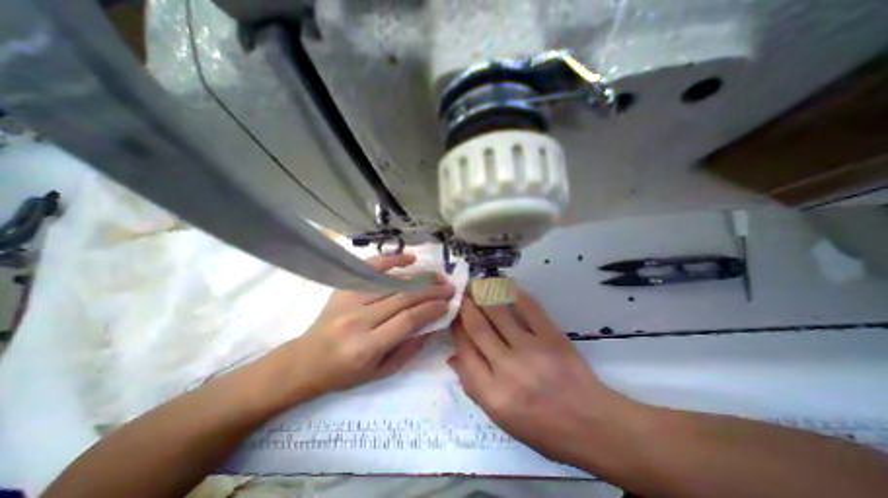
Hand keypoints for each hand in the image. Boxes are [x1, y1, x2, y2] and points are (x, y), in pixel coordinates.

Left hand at [275, 255, 453, 401]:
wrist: (305, 361)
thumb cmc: (345, 373)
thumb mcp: (381, 373)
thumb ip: (409, 350)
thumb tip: (431, 325)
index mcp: (367, 347)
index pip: (408, 320)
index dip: (431, 308)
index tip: (448, 303)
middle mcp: (358, 320)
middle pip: (403, 297)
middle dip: (431, 290)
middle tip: (449, 287)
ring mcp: (348, 300)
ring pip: (391, 282)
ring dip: (418, 277)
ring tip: (437, 276)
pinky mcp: (343, 288)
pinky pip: (370, 268)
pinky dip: (391, 260)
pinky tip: (409, 259)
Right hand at [452, 289, 631, 465]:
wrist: (592, 425)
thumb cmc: (543, 428)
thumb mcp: (501, 419)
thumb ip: (473, 386)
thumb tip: (454, 356)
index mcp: (492, 393)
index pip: (464, 350)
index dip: (456, 328)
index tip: (454, 315)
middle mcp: (507, 369)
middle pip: (478, 327)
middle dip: (466, 306)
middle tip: (461, 292)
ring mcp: (531, 349)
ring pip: (498, 312)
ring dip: (484, 294)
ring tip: (477, 284)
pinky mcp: (552, 336)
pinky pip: (529, 308)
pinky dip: (514, 293)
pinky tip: (504, 284)